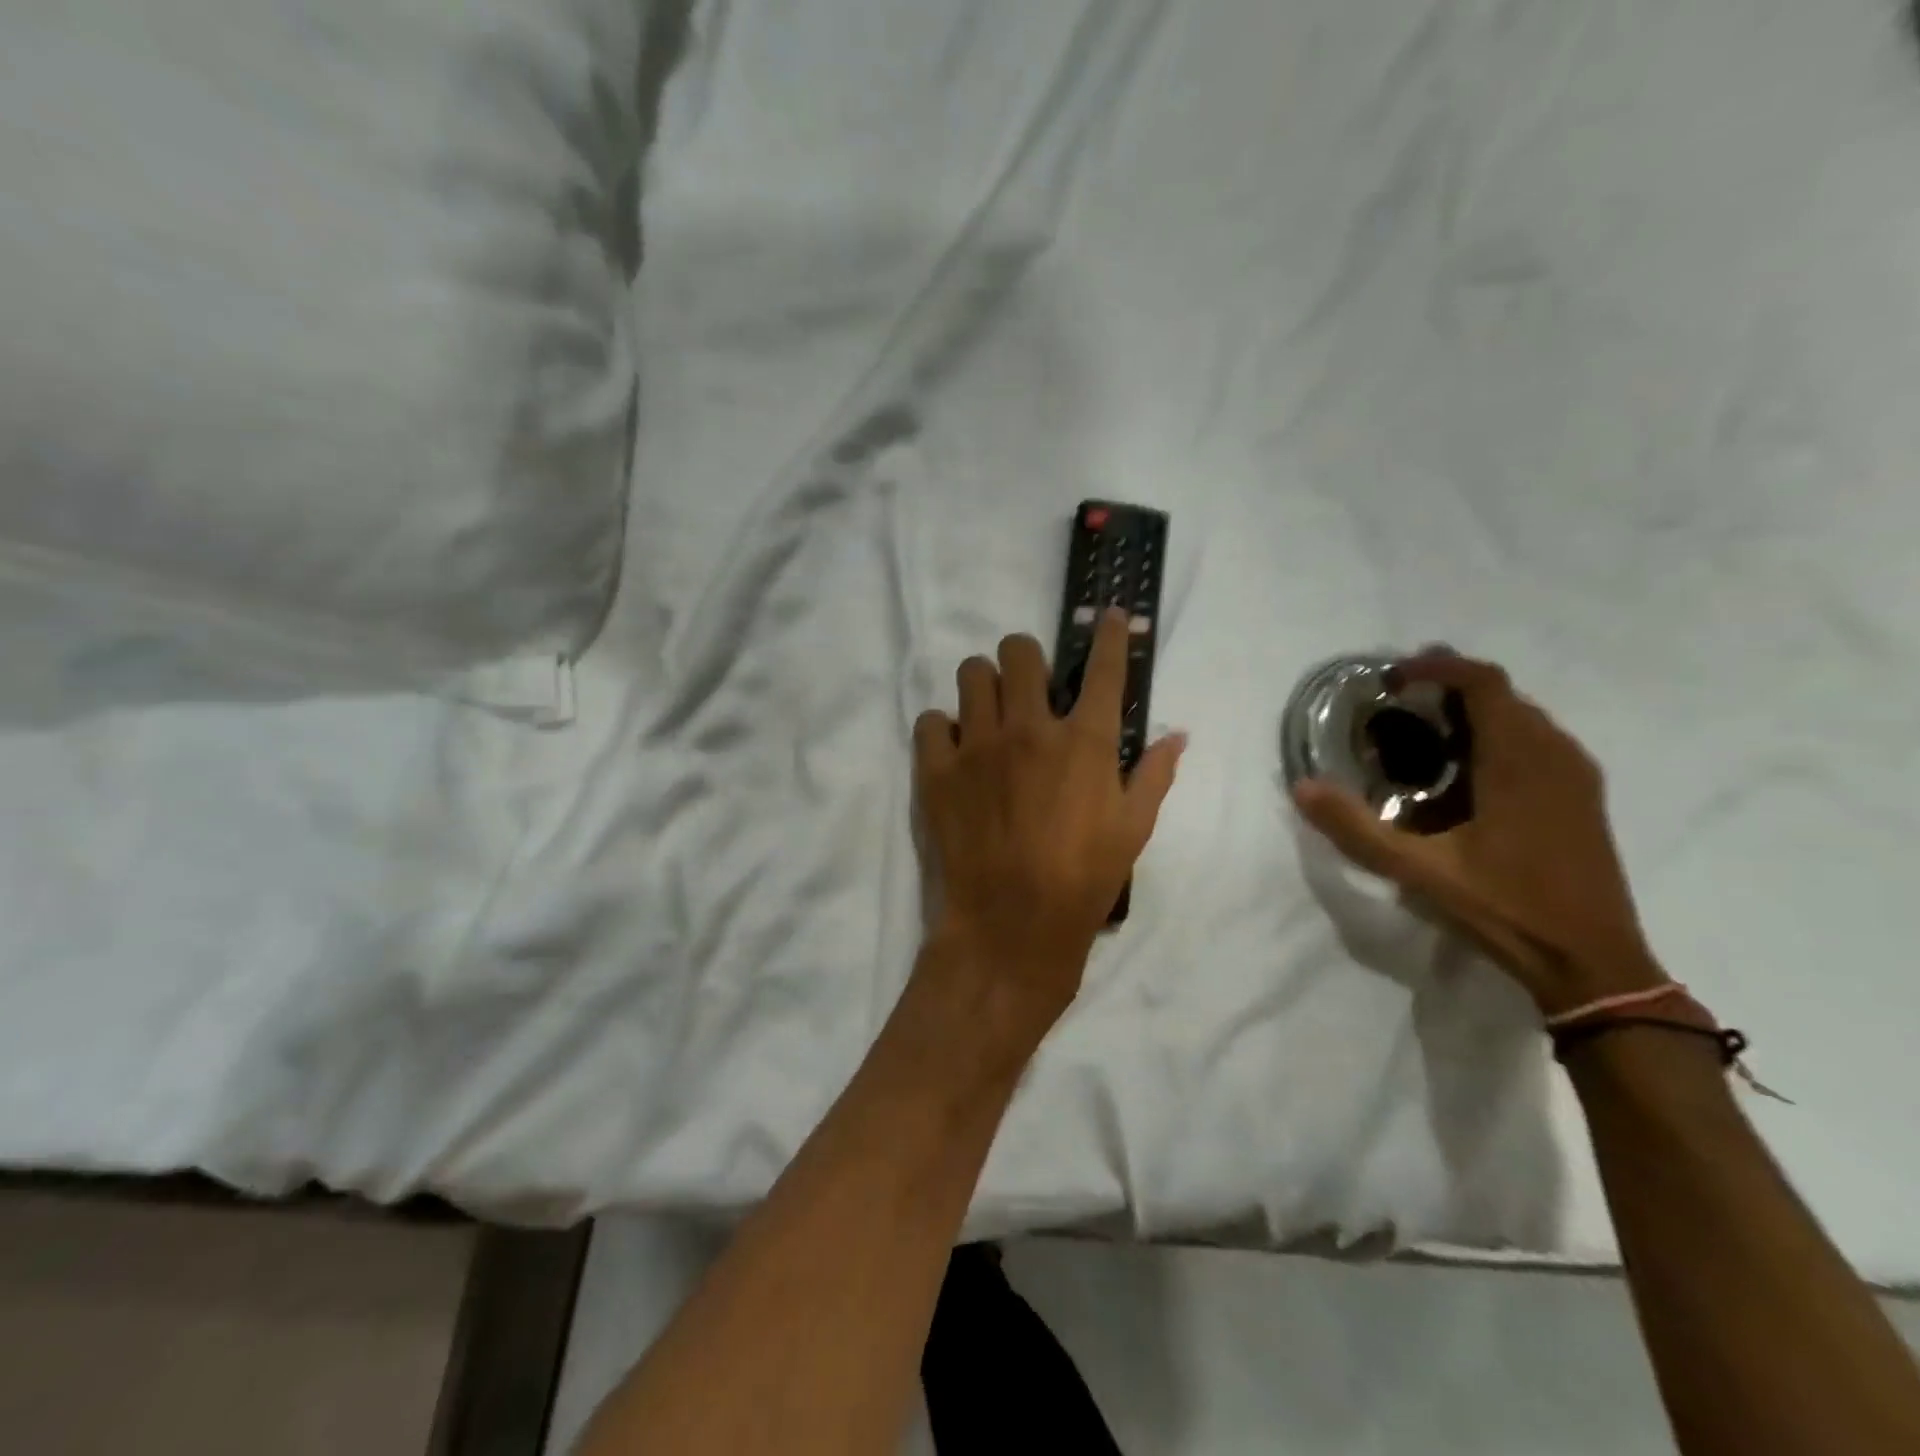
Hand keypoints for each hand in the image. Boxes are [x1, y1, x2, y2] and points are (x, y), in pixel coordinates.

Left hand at [913, 609, 1185, 1044]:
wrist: (1011, 926)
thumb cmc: (1083, 881)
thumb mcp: (1134, 831)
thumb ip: (1155, 775)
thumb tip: (1176, 734)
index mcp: (1086, 741)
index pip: (1104, 668)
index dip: (1110, 635)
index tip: (1110, 617)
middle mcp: (1030, 728)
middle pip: (1020, 651)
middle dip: (1026, 658)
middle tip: (1029, 686)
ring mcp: (979, 745)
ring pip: (971, 672)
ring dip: (984, 684)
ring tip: (989, 712)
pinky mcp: (937, 769)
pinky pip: (930, 720)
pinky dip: (942, 728)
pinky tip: (955, 750)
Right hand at [1292, 651, 1661, 1016]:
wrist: (1594, 963)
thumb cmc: (1506, 909)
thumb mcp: (1418, 870)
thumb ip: (1356, 827)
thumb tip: (1302, 786)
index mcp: (1520, 761)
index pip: (1482, 682)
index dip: (1435, 667)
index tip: (1390, 679)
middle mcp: (1555, 755)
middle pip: (1501, 695)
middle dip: (1447, 687)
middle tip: (1394, 705)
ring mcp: (1576, 777)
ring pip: (1522, 718)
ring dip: (1472, 712)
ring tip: (1422, 734)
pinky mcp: (1582, 799)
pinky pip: (1536, 743)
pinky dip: (1495, 736)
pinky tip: (1464, 775)